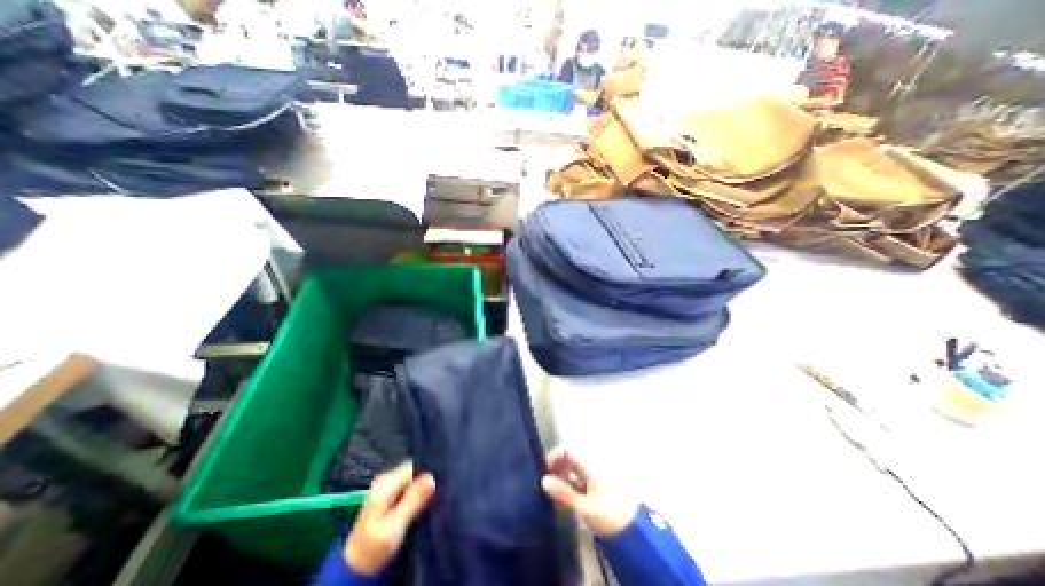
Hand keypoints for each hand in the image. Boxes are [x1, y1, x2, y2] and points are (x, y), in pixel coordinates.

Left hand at [345, 466, 434, 573]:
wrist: (356, 566)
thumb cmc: (374, 547)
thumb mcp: (394, 527)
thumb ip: (412, 500)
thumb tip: (432, 477)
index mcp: (386, 483)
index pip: (414, 465)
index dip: (428, 472)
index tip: (440, 483)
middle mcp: (386, 479)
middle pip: (414, 469)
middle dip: (426, 479)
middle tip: (438, 491)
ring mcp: (387, 486)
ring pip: (413, 477)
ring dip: (423, 486)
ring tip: (434, 496)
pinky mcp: (390, 494)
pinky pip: (409, 485)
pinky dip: (417, 491)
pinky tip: (424, 501)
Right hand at [538, 449, 635, 540]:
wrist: (638, 529)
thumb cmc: (609, 515)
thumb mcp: (584, 507)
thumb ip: (564, 493)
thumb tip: (543, 480)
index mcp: (591, 462)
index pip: (568, 450)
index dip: (554, 457)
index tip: (545, 470)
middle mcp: (596, 460)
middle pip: (573, 455)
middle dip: (560, 464)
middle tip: (550, 480)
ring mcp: (602, 468)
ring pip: (579, 463)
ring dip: (567, 472)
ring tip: (560, 488)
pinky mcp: (606, 477)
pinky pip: (586, 470)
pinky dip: (577, 477)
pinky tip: (574, 491)